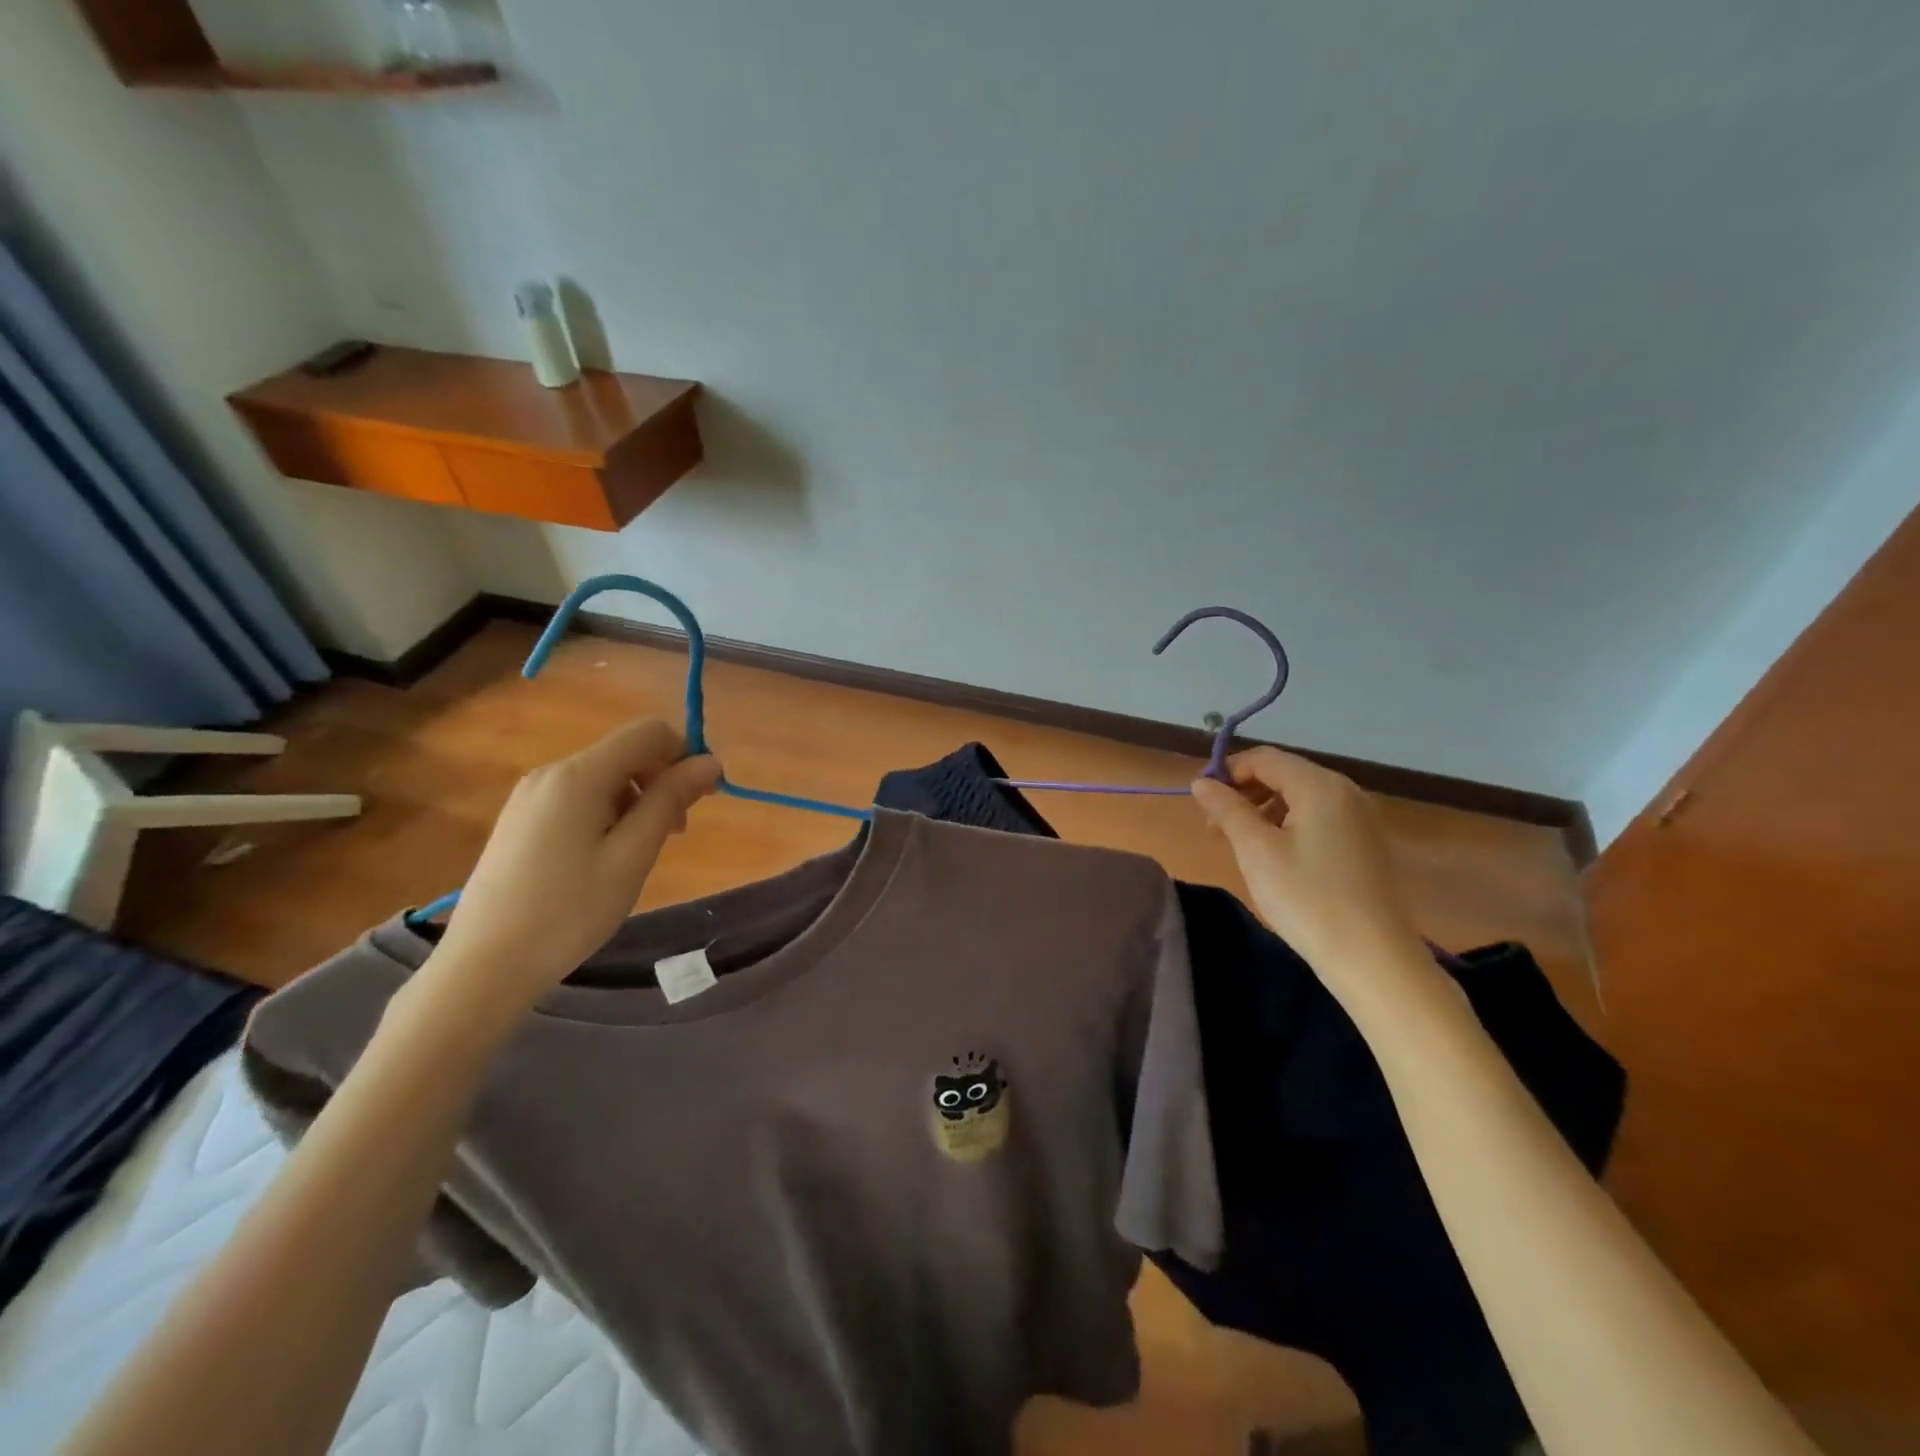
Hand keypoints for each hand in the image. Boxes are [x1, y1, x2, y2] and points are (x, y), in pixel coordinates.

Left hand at [426, 721, 721, 1014]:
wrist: (483, 966)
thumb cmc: (569, 911)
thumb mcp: (632, 856)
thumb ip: (670, 800)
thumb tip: (711, 762)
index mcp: (579, 775)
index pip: (649, 732)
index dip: (685, 754)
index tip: (701, 798)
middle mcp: (551, 773)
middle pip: (625, 753)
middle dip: (661, 781)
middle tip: (674, 835)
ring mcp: (530, 796)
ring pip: (604, 777)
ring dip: (636, 801)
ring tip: (638, 854)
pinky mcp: (520, 819)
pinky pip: (578, 797)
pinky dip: (607, 814)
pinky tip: (603, 859)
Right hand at [1190, 747, 1424, 976]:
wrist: (1373, 959)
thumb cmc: (1307, 899)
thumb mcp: (1256, 851)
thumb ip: (1227, 809)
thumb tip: (1201, 782)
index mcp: (1320, 786)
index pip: (1263, 758)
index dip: (1226, 773)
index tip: (1201, 804)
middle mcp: (1346, 792)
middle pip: (1283, 774)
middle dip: (1244, 793)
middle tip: (1214, 828)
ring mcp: (1361, 819)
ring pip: (1299, 797)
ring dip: (1263, 811)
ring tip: (1240, 846)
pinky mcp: (1366, 844)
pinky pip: (1318, 818)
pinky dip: (1288, 826)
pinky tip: (1274, 859)